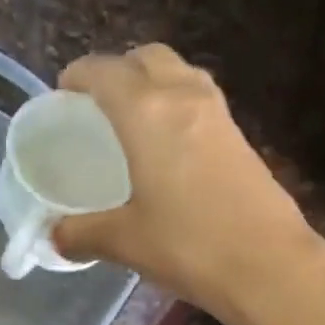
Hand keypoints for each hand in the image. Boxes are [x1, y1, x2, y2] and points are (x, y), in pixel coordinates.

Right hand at [53, 44, 317, 320]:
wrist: (269, 265)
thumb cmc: (189, 247)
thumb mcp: (125, 242)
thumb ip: (82, 233)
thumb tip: (55, 237)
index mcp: (147, 112)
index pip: (105, 72)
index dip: (78, 77)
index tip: (62, 97)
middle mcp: (184, 98)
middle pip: (146, 58)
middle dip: (118, 71)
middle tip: (98, 107)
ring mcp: (219, 115)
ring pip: (179, 74)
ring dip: (152, 84)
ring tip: (131, 124)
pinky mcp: (240, 138)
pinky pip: (199, 101)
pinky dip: (176, 107)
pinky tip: (167, 150)